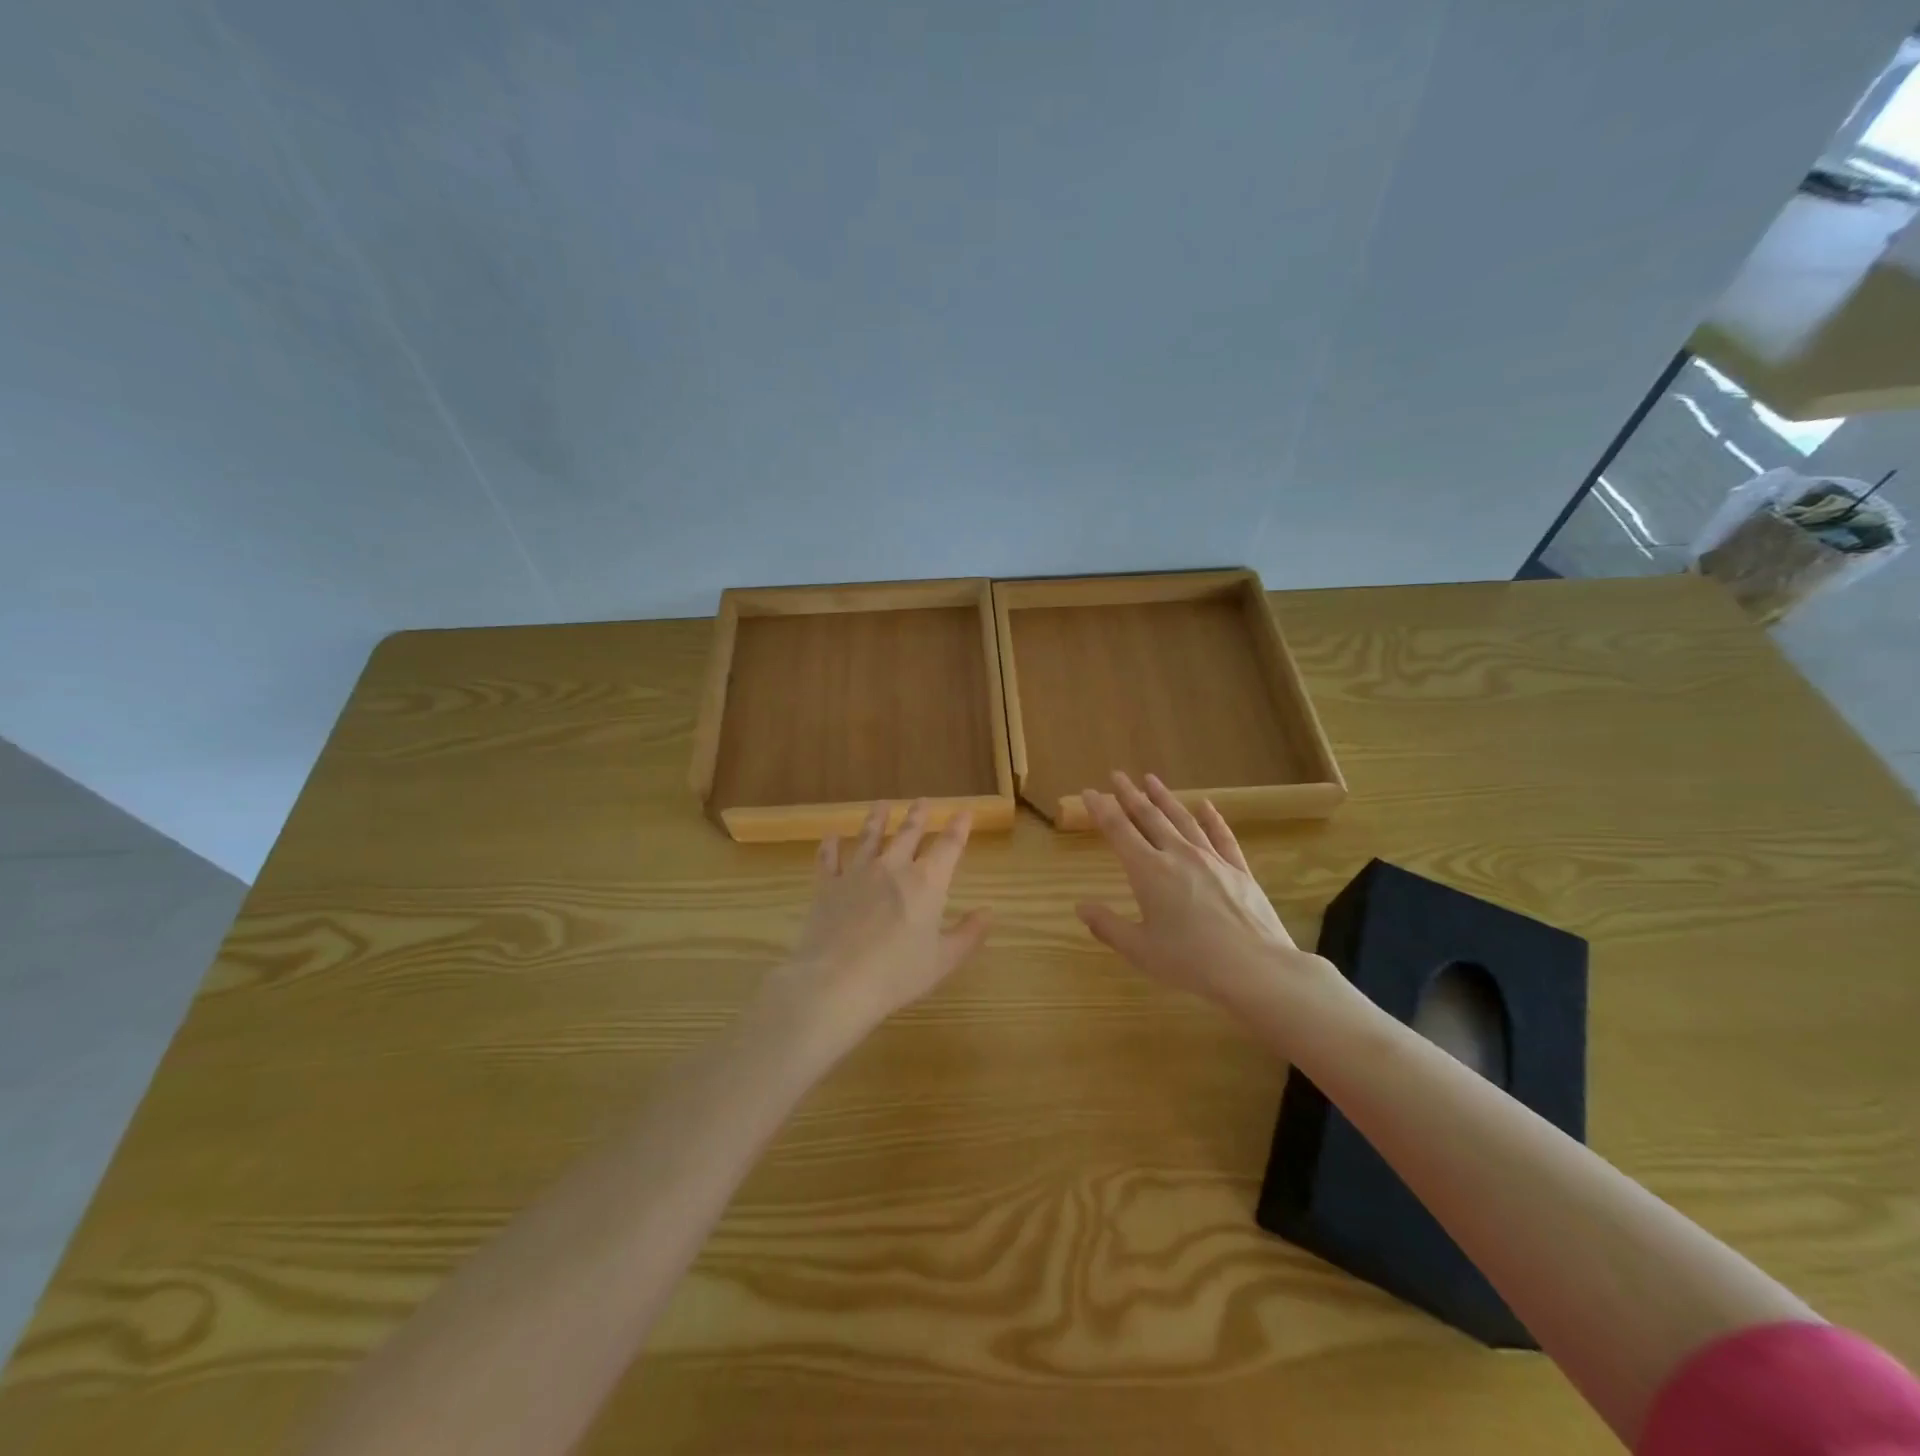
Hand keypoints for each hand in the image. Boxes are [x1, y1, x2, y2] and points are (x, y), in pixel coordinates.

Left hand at [772, 800, 990, 1051]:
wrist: (836, 981)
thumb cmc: (897, 974)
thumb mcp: (943, 960)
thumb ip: (968, 934)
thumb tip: (988, 912)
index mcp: (927, 882)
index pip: (949, 846)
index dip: (959, 827)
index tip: (964, 811)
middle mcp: (893, 867)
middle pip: (908, 833)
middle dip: (919, 816)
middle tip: (923, 801)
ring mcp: (857, 873)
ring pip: (869, 837)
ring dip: (877, 819)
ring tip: (882, 804)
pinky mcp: (827, 886)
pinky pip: (828, 859)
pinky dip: (830, 847)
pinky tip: (830, 837)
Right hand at [1076, 772, 1340, 1023]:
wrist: (1255, 968)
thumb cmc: (1190, 961)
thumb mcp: (1140, 950)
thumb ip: (1108, 926)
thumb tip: (1081, 906)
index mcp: (1149, 871)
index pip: (1119, 831)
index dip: (1102, 809)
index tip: (1090, 792)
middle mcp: (1178, 855)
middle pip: (1149, 817)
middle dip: (1130, 794)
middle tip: (1117, 775)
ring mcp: (1211, 859)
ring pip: (1183, 819)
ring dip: (1165, 798)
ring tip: (1151, 779)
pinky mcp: (1238, 870)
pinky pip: (1222, 836)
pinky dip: (1213, 819)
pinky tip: (1207, 806)